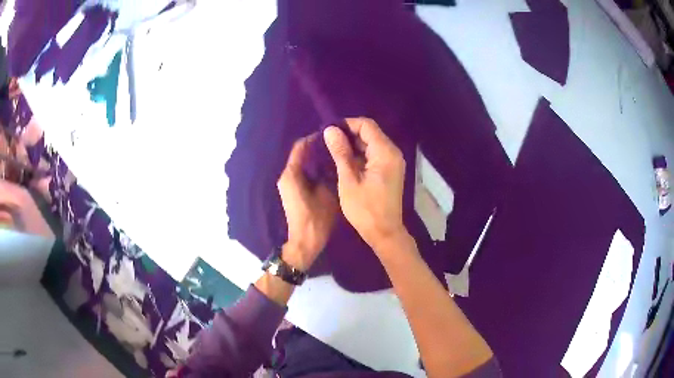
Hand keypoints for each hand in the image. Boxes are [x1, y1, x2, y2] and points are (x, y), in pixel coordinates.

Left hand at [277, 134, 338, 270]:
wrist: (304, 242)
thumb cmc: (316, 219)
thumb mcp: (327, 194)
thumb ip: (328, 173)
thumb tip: (332, 159)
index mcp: (291, 174)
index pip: (301, 146)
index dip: (315, 138)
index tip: (331, 135)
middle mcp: (286, 176)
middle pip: (300, 154)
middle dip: (316, 147)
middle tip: (335, 145)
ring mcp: (287, 184)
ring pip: (302, 163)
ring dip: (315, 158)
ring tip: (334, 155)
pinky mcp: (291, 191)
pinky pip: (302, 173)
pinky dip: (313, 168)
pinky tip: (328, 169)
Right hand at [324, 118, 407, 253]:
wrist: (385, 233)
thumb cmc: (365, 209)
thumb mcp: (348, 180)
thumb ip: (340, 153)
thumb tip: (330, 130)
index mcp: (385, 153)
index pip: (366, 125)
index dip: (347, 124)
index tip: (329, 132)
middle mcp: (393, 153)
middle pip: (370, 133)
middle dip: (348, 134)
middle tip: (328, 142)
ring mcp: (393, 162)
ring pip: (371, 144)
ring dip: (353, 145)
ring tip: (332, 151)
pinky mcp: (390, 170)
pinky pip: (374, 155)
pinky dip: (360, 155)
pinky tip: (344, 161)